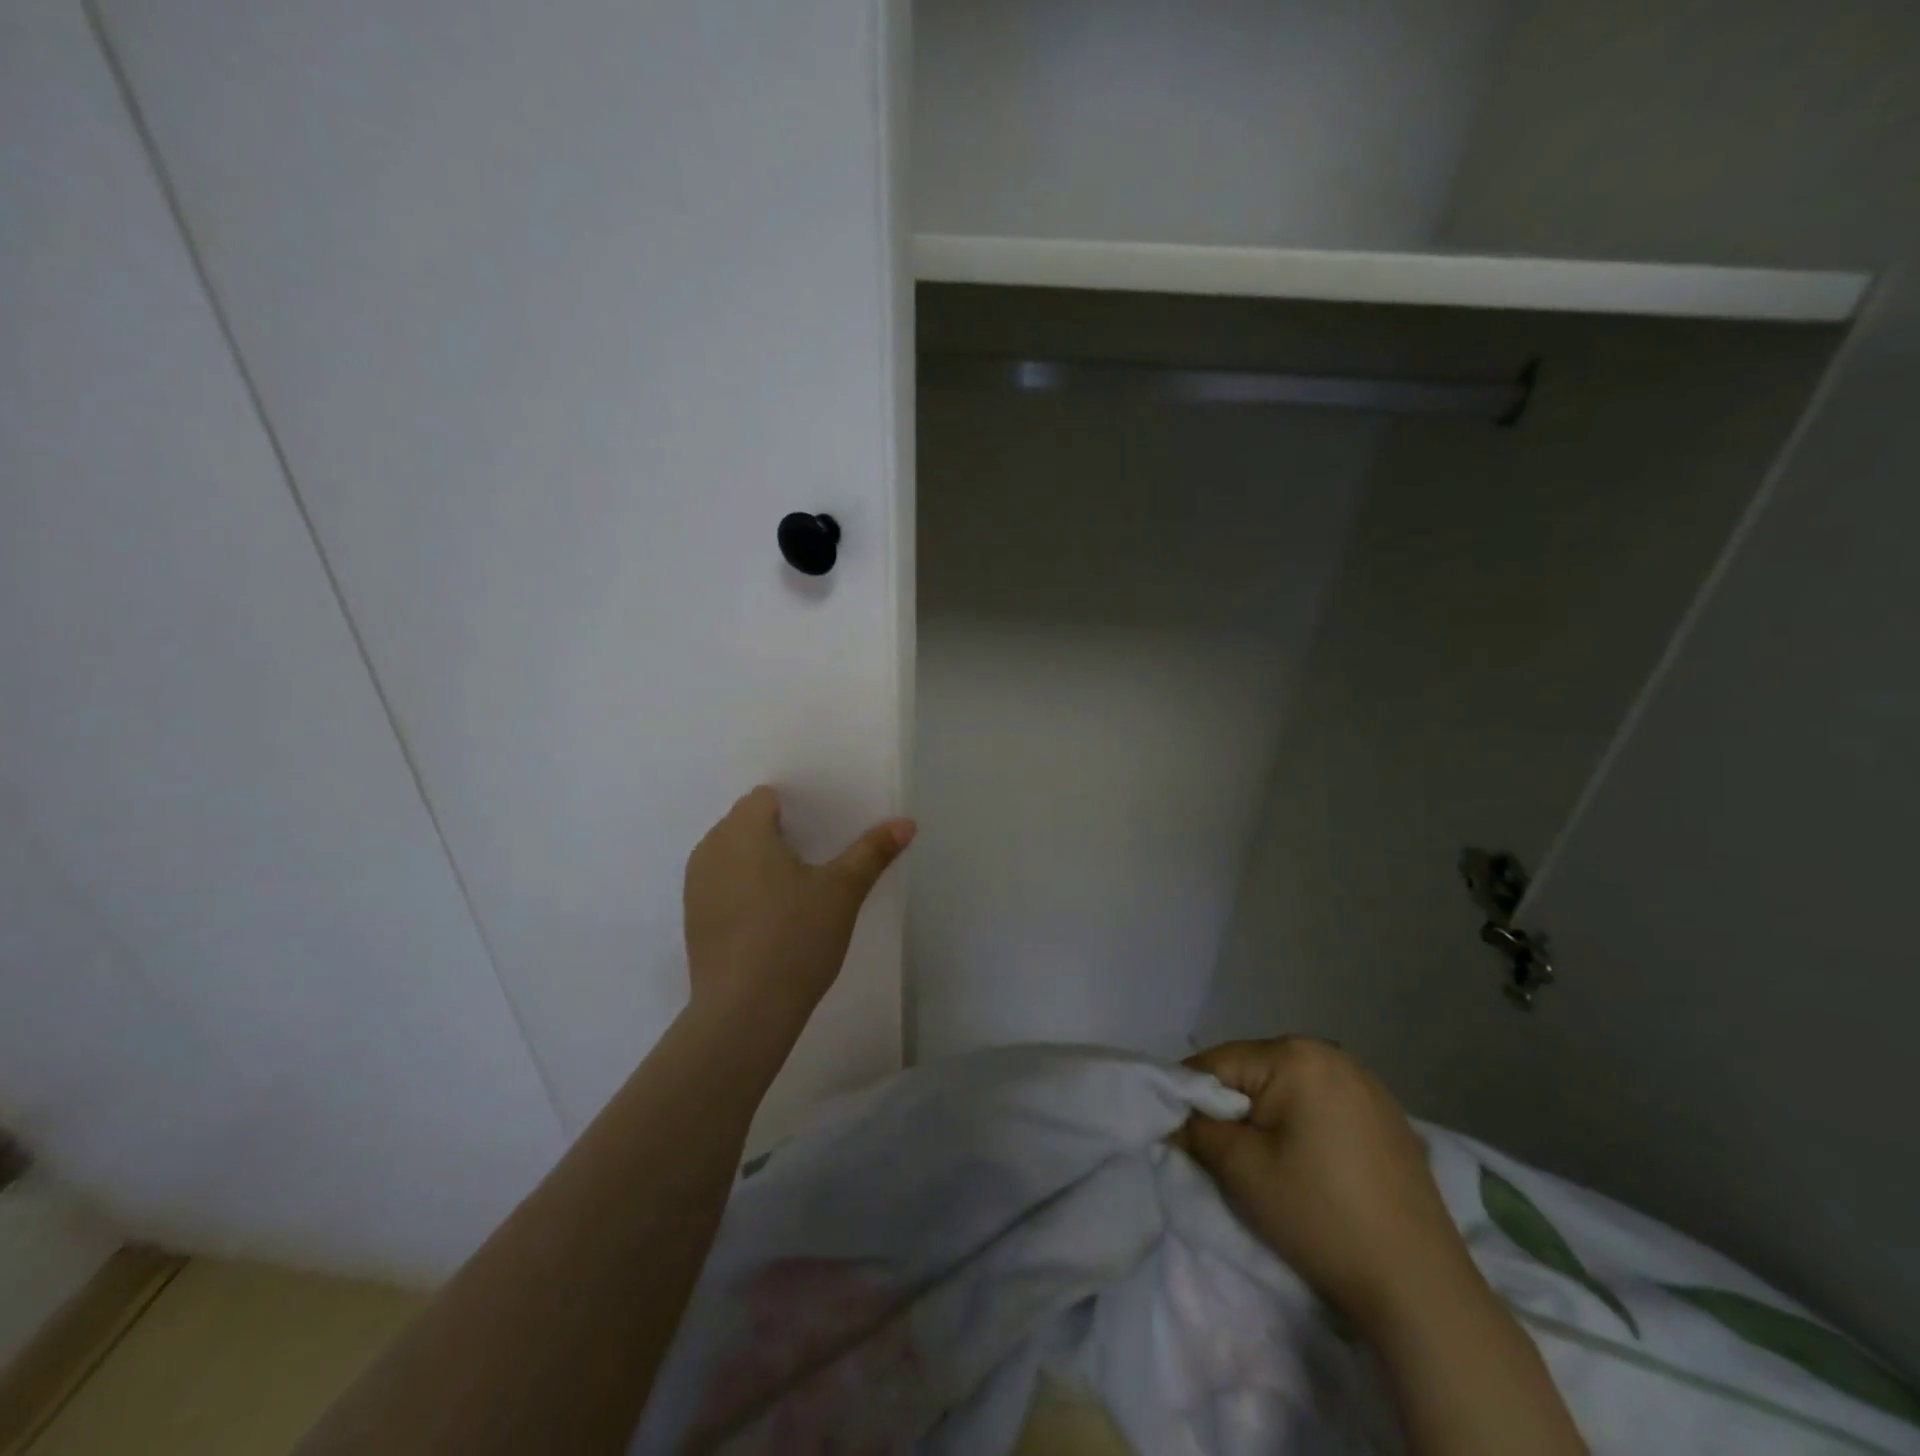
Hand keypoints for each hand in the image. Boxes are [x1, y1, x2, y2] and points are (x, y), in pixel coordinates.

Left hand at [683, 786, 913, 1030]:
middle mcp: (711, 849)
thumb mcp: (843, 891)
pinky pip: (720, 884)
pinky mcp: (694, 918)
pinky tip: (769, 917)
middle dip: (777, 832)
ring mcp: (696, 885)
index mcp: (744, 831)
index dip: (795, 807)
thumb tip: (906, 822)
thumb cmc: (795, 938)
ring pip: (731, 854)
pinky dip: (742, 888)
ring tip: (794, 887)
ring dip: (757, 860)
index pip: (764, 798)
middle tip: (817, 858)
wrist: (744, 1011)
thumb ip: (872, 851)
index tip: (823, 830)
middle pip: (745, 822)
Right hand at [1177, 1037, 1482, 1334]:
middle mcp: (1333, 1054)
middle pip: (1254, 1071)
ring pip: (1289, 1087)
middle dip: (1232, 1106)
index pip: (1218, 1063)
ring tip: (1266, 1161)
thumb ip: (1197, 1129)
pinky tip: (1311, 1165)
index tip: (1178, 1132)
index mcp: (1296, 1055)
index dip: (1190, 1096)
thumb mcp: (1241, 1170)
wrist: (1420, 1288)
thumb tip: (1174, 1115)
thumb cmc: (1320, 1216)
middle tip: (1221, 1153)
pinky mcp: (1389, 1116)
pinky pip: (1324, 1104)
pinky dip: (1305, 1125)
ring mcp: (1368, 1084)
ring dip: (1268, 1116)